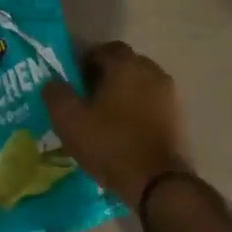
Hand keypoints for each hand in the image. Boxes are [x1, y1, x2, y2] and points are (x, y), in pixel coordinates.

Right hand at [44, 41, 192, 206]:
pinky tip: (125, 130)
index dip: (85, 61)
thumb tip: (52, 82)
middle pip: (124, 65)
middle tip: (86, 98)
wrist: (157, 182)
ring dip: (123, 93)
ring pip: (140, 84)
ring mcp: (169, 94)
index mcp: (126, 65)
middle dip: (105, 76)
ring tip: (105, 116)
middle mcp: (152, 71)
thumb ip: (56, 94)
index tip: (73, 81)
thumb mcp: (69, 120)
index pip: (104, 49)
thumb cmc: (110, 144)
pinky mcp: (178, 117)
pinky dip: (138, 110)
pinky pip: (152, 104)